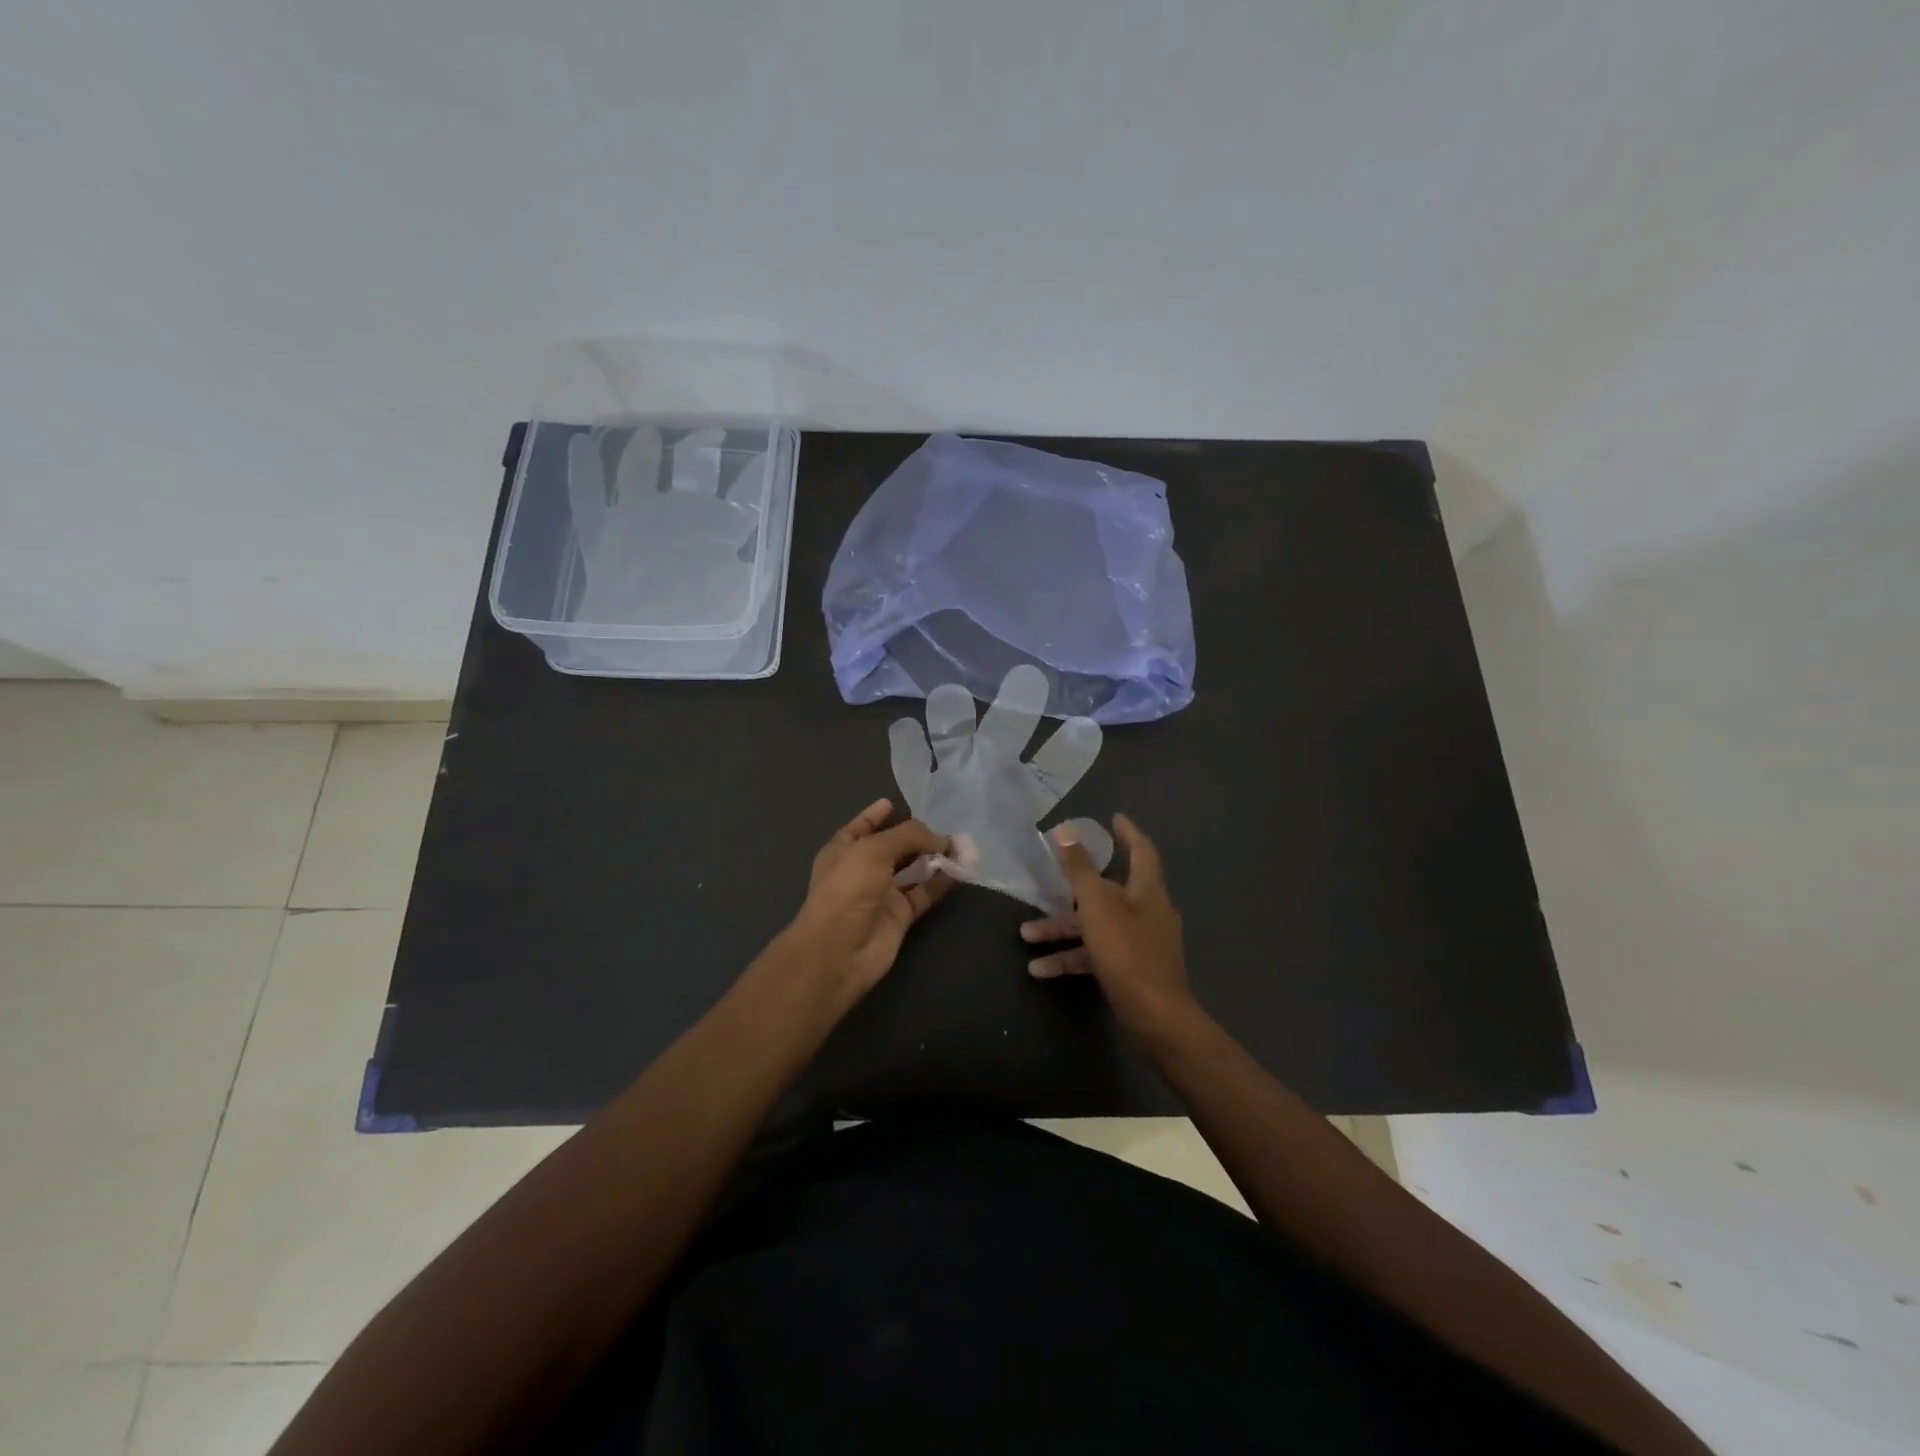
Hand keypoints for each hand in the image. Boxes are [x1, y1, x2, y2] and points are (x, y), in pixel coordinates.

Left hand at [786, 798, 952, 993]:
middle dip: (917, 837)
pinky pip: (924, 893)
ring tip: (961, 846)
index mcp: (844, 850)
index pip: (862, 827)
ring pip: (912, 870)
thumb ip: (908, 836)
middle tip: (946, 829)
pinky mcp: (900, 916)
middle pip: (894, 847)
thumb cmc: (848, 889)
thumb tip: (940, 838)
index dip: (875, 815)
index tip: (892, 803)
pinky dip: (941, 881)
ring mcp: (882, 894)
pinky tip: (960, 870)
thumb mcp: (874, 850)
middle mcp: (862, 870)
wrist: (839, 951)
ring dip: (934, 858)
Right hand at [1020, 814, 1195, 1034]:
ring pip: (1096, 926)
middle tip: (1050, 877)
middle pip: (1109, 890)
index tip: (1113, 817)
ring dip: (1062, 929)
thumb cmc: (1127, 953)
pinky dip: (1071, 958)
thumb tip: (1066, 831)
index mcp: (1147, 891)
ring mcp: (1139, 943)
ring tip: (1025, 934)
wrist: (1156, 1019)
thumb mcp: (1097, 906)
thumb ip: (1080, 869)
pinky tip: (1040, 969)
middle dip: (1075, 887)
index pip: (1141, 850)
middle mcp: (1147, 912)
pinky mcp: (1129, 970)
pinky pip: (1096, 955)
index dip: (1127, 832)